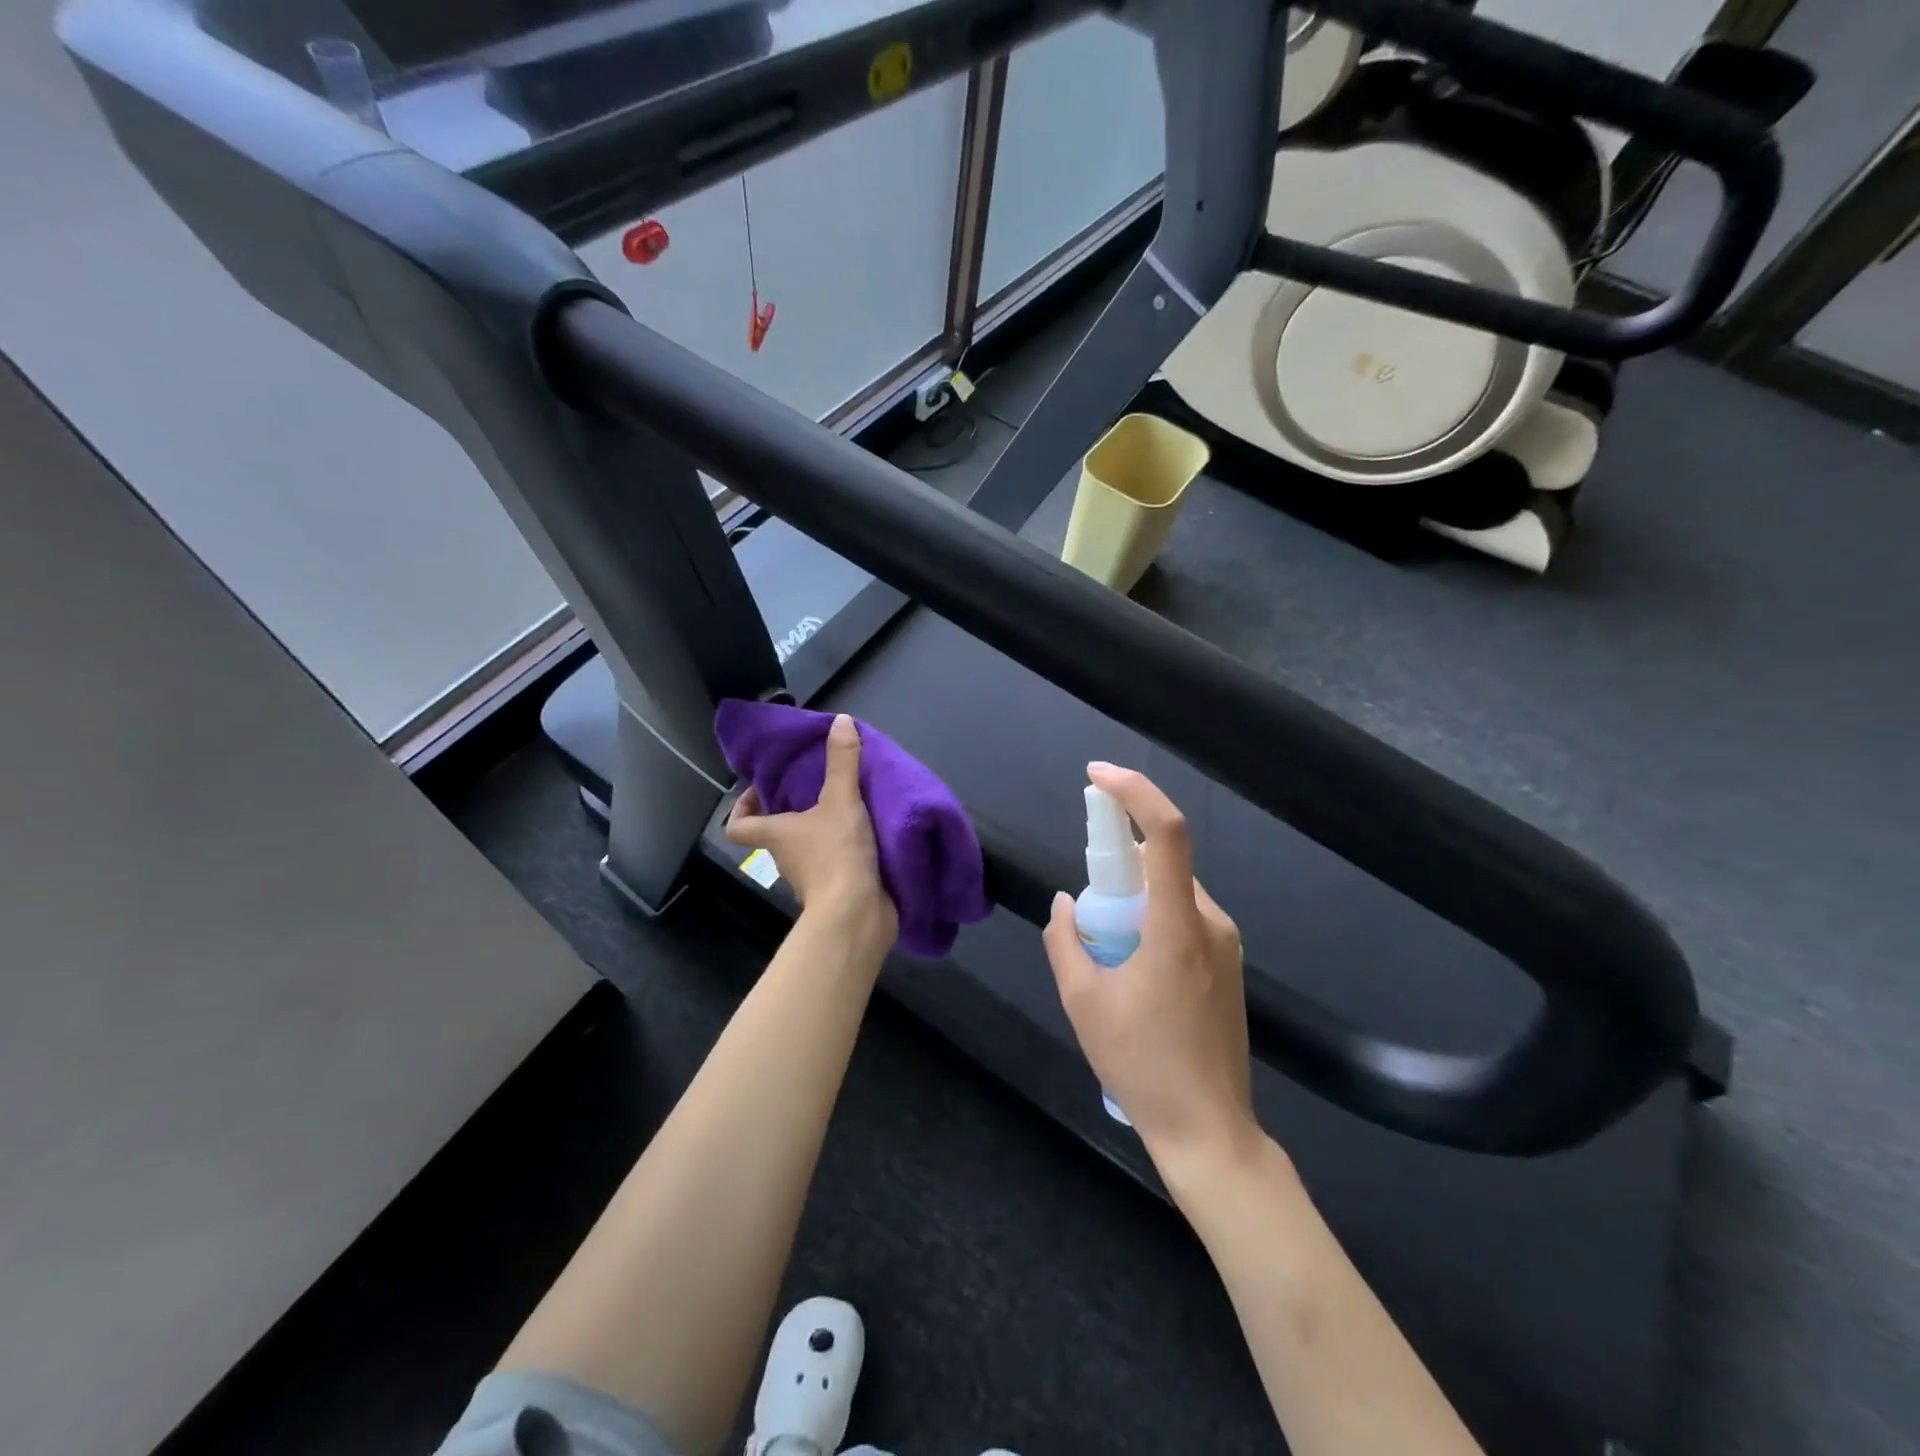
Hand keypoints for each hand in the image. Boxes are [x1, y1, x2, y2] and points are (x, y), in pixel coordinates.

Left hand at [725, 714, 897, 941]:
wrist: (857, 913)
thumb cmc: (836, 853)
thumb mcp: (842, 799)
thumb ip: (842, 762)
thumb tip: (841, 720)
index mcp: (775, 835)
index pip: (738, 826)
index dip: (741, 807)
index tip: (760, 789)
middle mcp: (785, 857)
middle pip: (776, 833)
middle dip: (791, 811)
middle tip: (814, 785)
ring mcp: (808, 877)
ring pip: (806, 848)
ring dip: (820, 830)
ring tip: (846, 803)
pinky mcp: (834, 890)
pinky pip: (833, 863)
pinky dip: (844, 850)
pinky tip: (868, 833)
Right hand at [1042, 763, 1257, 1168]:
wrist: (1209, 1131)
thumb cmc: (1142, 1065)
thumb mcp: (1083, 1002)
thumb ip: (1066, 940)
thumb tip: (1068, 903)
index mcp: (1177, 927)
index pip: (1167, 834)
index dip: (1134, 792)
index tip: (1097, 775)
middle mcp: (1211, 923)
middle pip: (1163, 864)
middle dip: (1119, 868)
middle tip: (1088, 915)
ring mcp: (1227, 944)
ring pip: (1172, 894)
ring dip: (1135, 902)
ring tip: (1109, 960)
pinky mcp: (1229, 964)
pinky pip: (1185, 919)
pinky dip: (1152, 922)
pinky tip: (1134, 975)